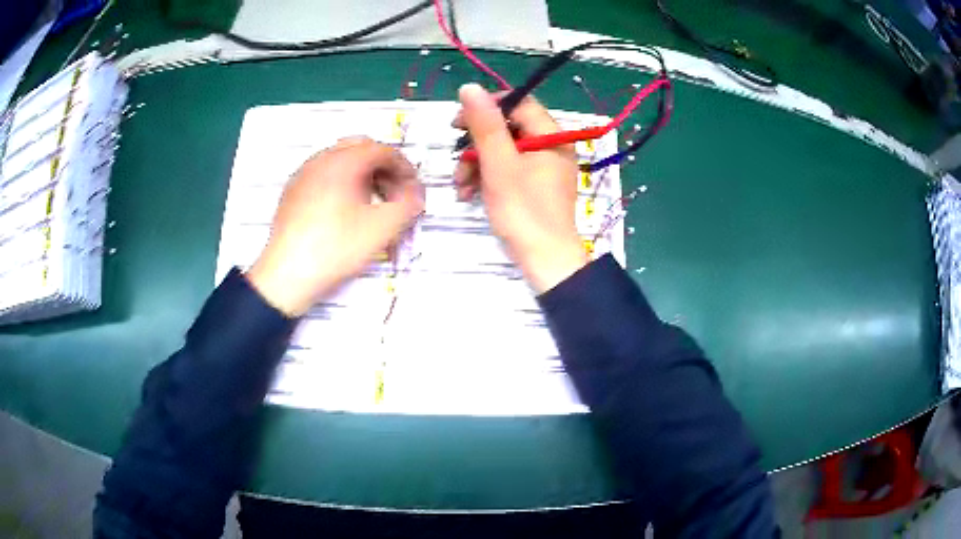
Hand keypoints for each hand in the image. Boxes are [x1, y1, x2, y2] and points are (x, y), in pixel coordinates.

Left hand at [246, 137, 423, 316]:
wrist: (287, 274)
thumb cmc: (336, 248)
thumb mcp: (382, 228)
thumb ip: (409, 204)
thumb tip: (416, 193)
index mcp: (344, 161)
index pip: (383, 150)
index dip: (405, 168)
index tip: (413, 190)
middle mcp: (321, 159)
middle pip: (361, 149)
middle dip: (383, 167)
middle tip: (394, 193)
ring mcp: (303, 174)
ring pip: (340, 160)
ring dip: (363, 174)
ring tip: (372, 202)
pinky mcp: (293, 191)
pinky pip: (323, 174)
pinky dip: (342, 182)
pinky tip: (344, 210)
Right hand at [454, 84, 587, 292]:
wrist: (544, 261)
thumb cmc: (523, 211)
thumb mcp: (499, 164)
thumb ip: (485, 125)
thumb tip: (470, 87)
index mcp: (551, 135)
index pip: (518, 103)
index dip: (486, 108)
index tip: (458, 123)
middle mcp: (551, 146)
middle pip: (508, 128)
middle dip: (477, 144)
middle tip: (456, 158)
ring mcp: (544, 167)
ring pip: (504, 151)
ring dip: (477, 164)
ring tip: (460, 185)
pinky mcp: (536, 186)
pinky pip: (509, 170)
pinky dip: (487, 177)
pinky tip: (469, 194)